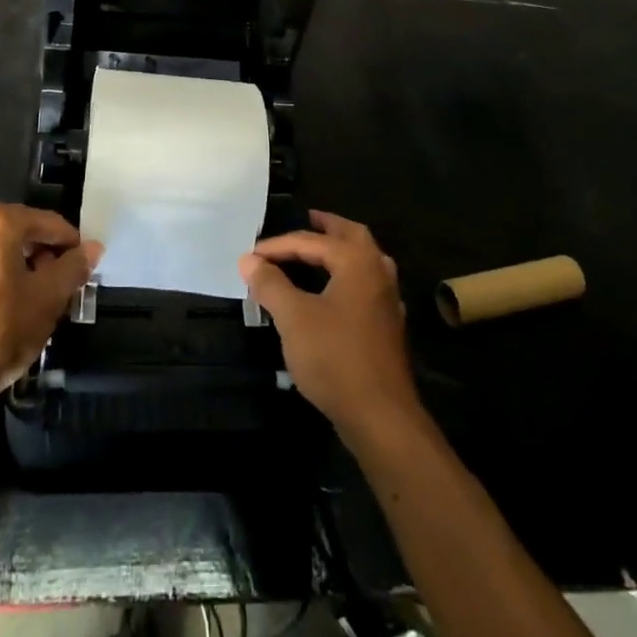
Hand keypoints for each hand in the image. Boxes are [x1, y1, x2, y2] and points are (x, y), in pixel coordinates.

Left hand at [0, 202, 101, 413]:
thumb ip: (74, 267)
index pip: (48, 223)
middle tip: (62, 286)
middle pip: (21, 233)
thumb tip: (92, 247)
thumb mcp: (48, 298)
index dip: (71, 245)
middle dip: (44, 256)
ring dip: (19, 267)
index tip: (83, 269)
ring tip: (35, 300)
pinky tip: (5, 308)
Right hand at [239, 211, 421, 439]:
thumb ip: (270, 284)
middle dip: (326, 227)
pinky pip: (366, 284)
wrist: (380, 416)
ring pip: (364, 260)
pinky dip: (347, 276)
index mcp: (357, 261)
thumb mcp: (293, 318)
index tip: (250, 256)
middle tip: (305, 220)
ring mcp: (387, 299)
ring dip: (340, 250)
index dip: (277, 246)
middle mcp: (377, 271)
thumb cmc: (335, 357)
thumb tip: (249, 260)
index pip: (310, 241)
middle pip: (351, 236)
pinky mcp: (387, 325)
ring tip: (317, 251)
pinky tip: (333, 291)